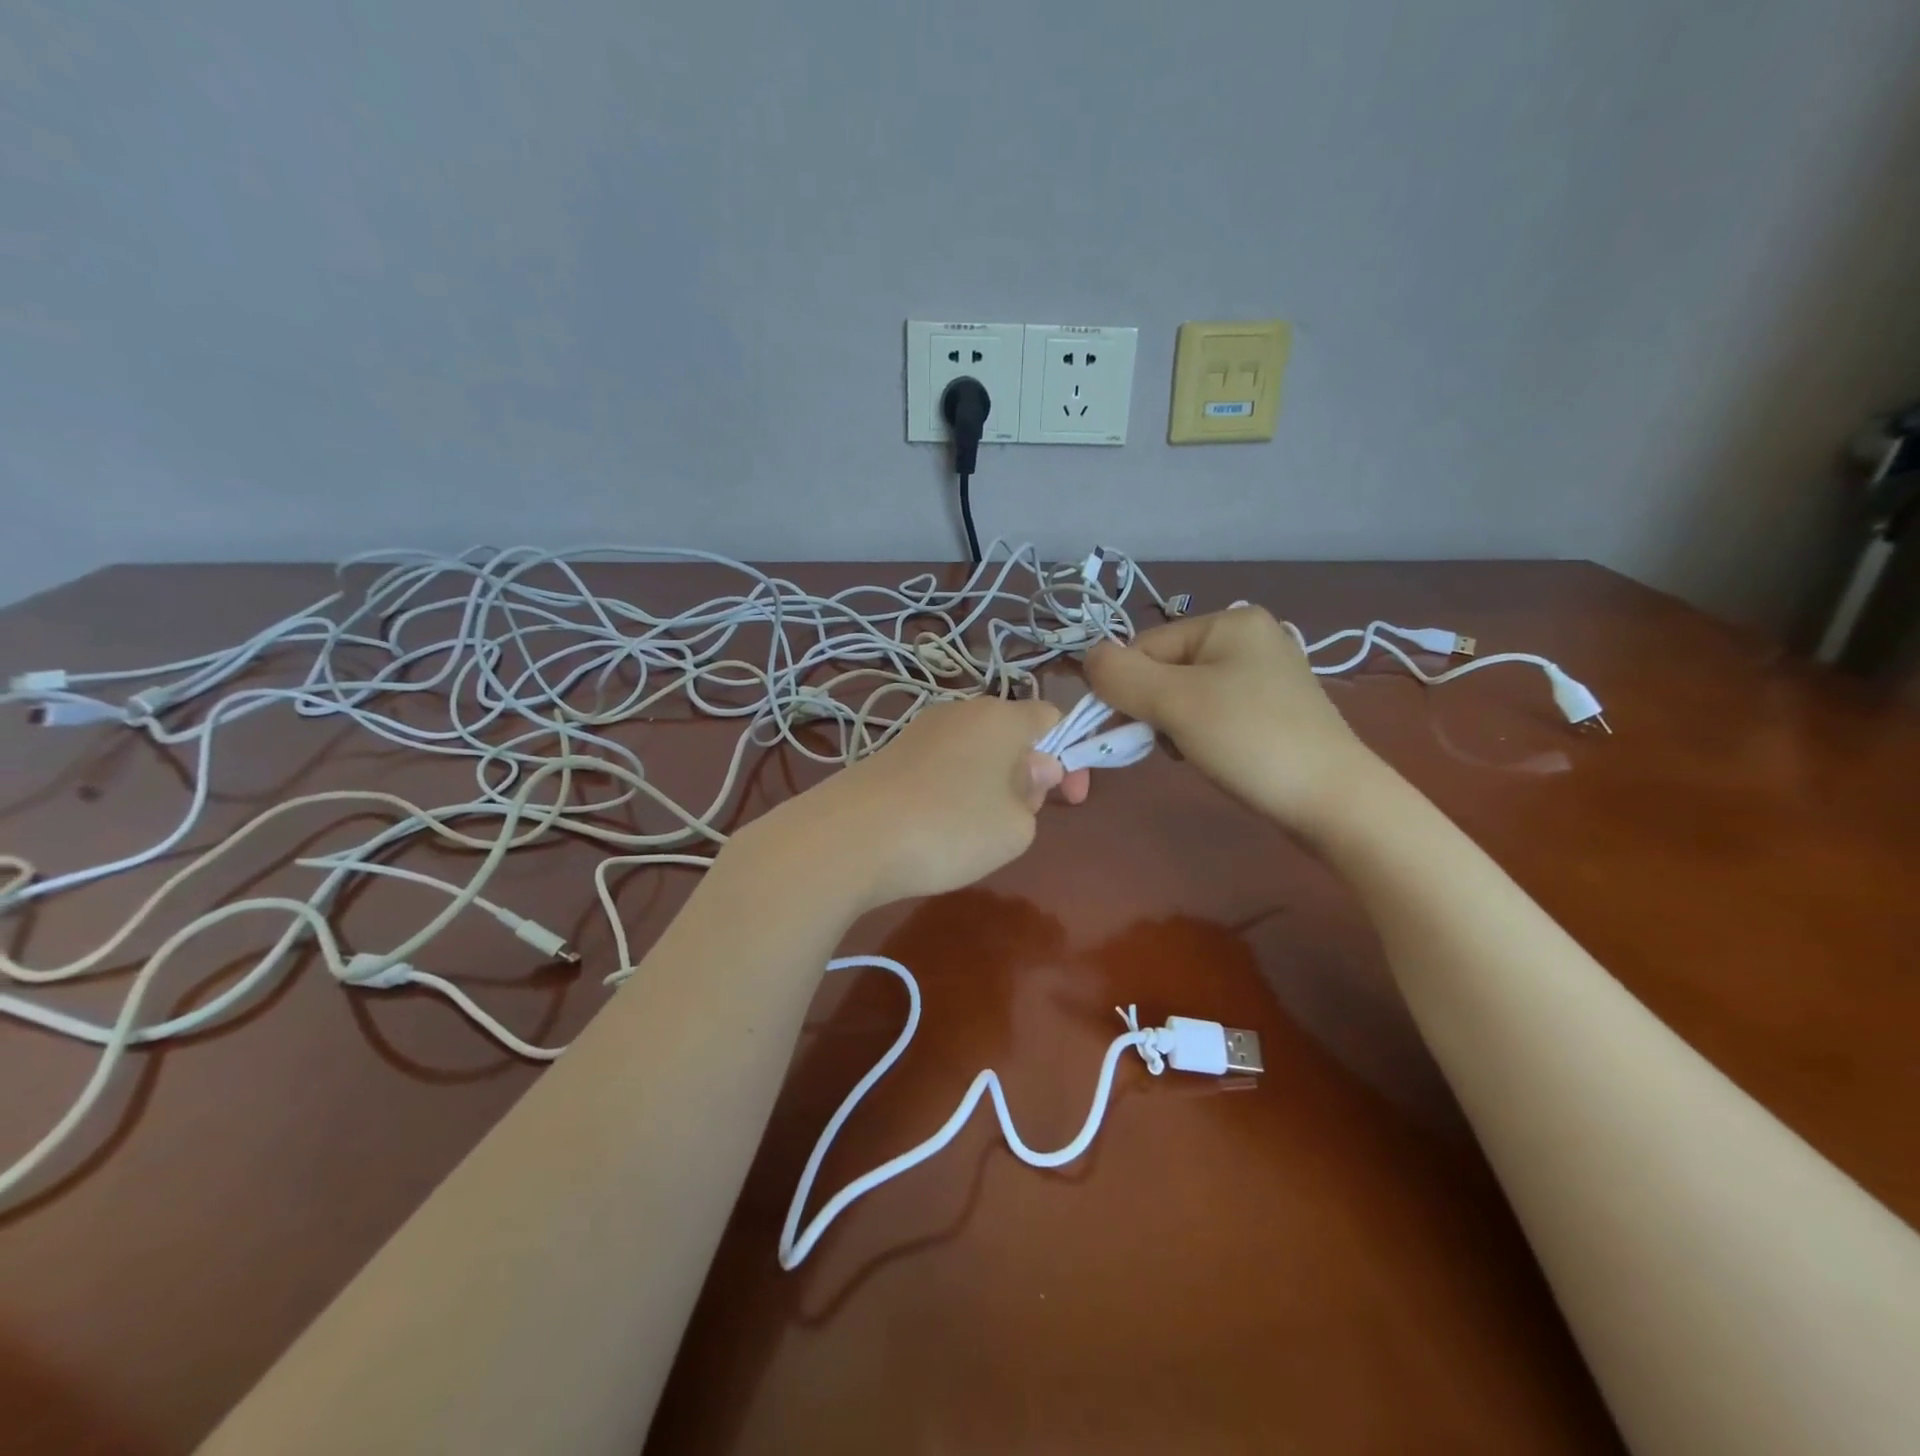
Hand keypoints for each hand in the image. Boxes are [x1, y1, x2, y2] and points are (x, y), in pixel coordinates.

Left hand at [748, 695, 1083, 911]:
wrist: (849, 838)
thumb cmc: (950, 828)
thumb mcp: (1016, 826)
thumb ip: (1035, 795)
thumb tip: (1030, 770)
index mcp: (1000, 717)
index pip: (1051, 717)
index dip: (1070, 755)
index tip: (1069, 798)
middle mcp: (960, 711)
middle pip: (1010, 734)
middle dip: (1026, 773)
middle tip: (1019, 820)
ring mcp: (920, 730)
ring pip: (974, 752)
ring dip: (989, 784)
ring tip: (975, 831)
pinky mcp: (890, 754)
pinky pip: (941, 766)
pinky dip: (952, 791)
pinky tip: (936, 827)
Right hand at [1086, 606, 1386, 837]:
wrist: (1334, 801)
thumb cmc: (1250, 740)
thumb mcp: (1174, 702)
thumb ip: (1120, 675)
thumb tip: (1087, 659)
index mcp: (1229, 622)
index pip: (1145, 646)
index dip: (1126, 688)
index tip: (1125, 729)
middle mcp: (1249, 638)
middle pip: (1165, 669)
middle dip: (1153, 709)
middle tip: (1168, 744)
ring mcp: (1265, 675)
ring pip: (1185, 695)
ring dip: (1173, 726)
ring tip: (1193, 753)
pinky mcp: (1273, 710)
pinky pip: (1213, 712)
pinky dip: (1200, 734)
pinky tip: (1212, 756)